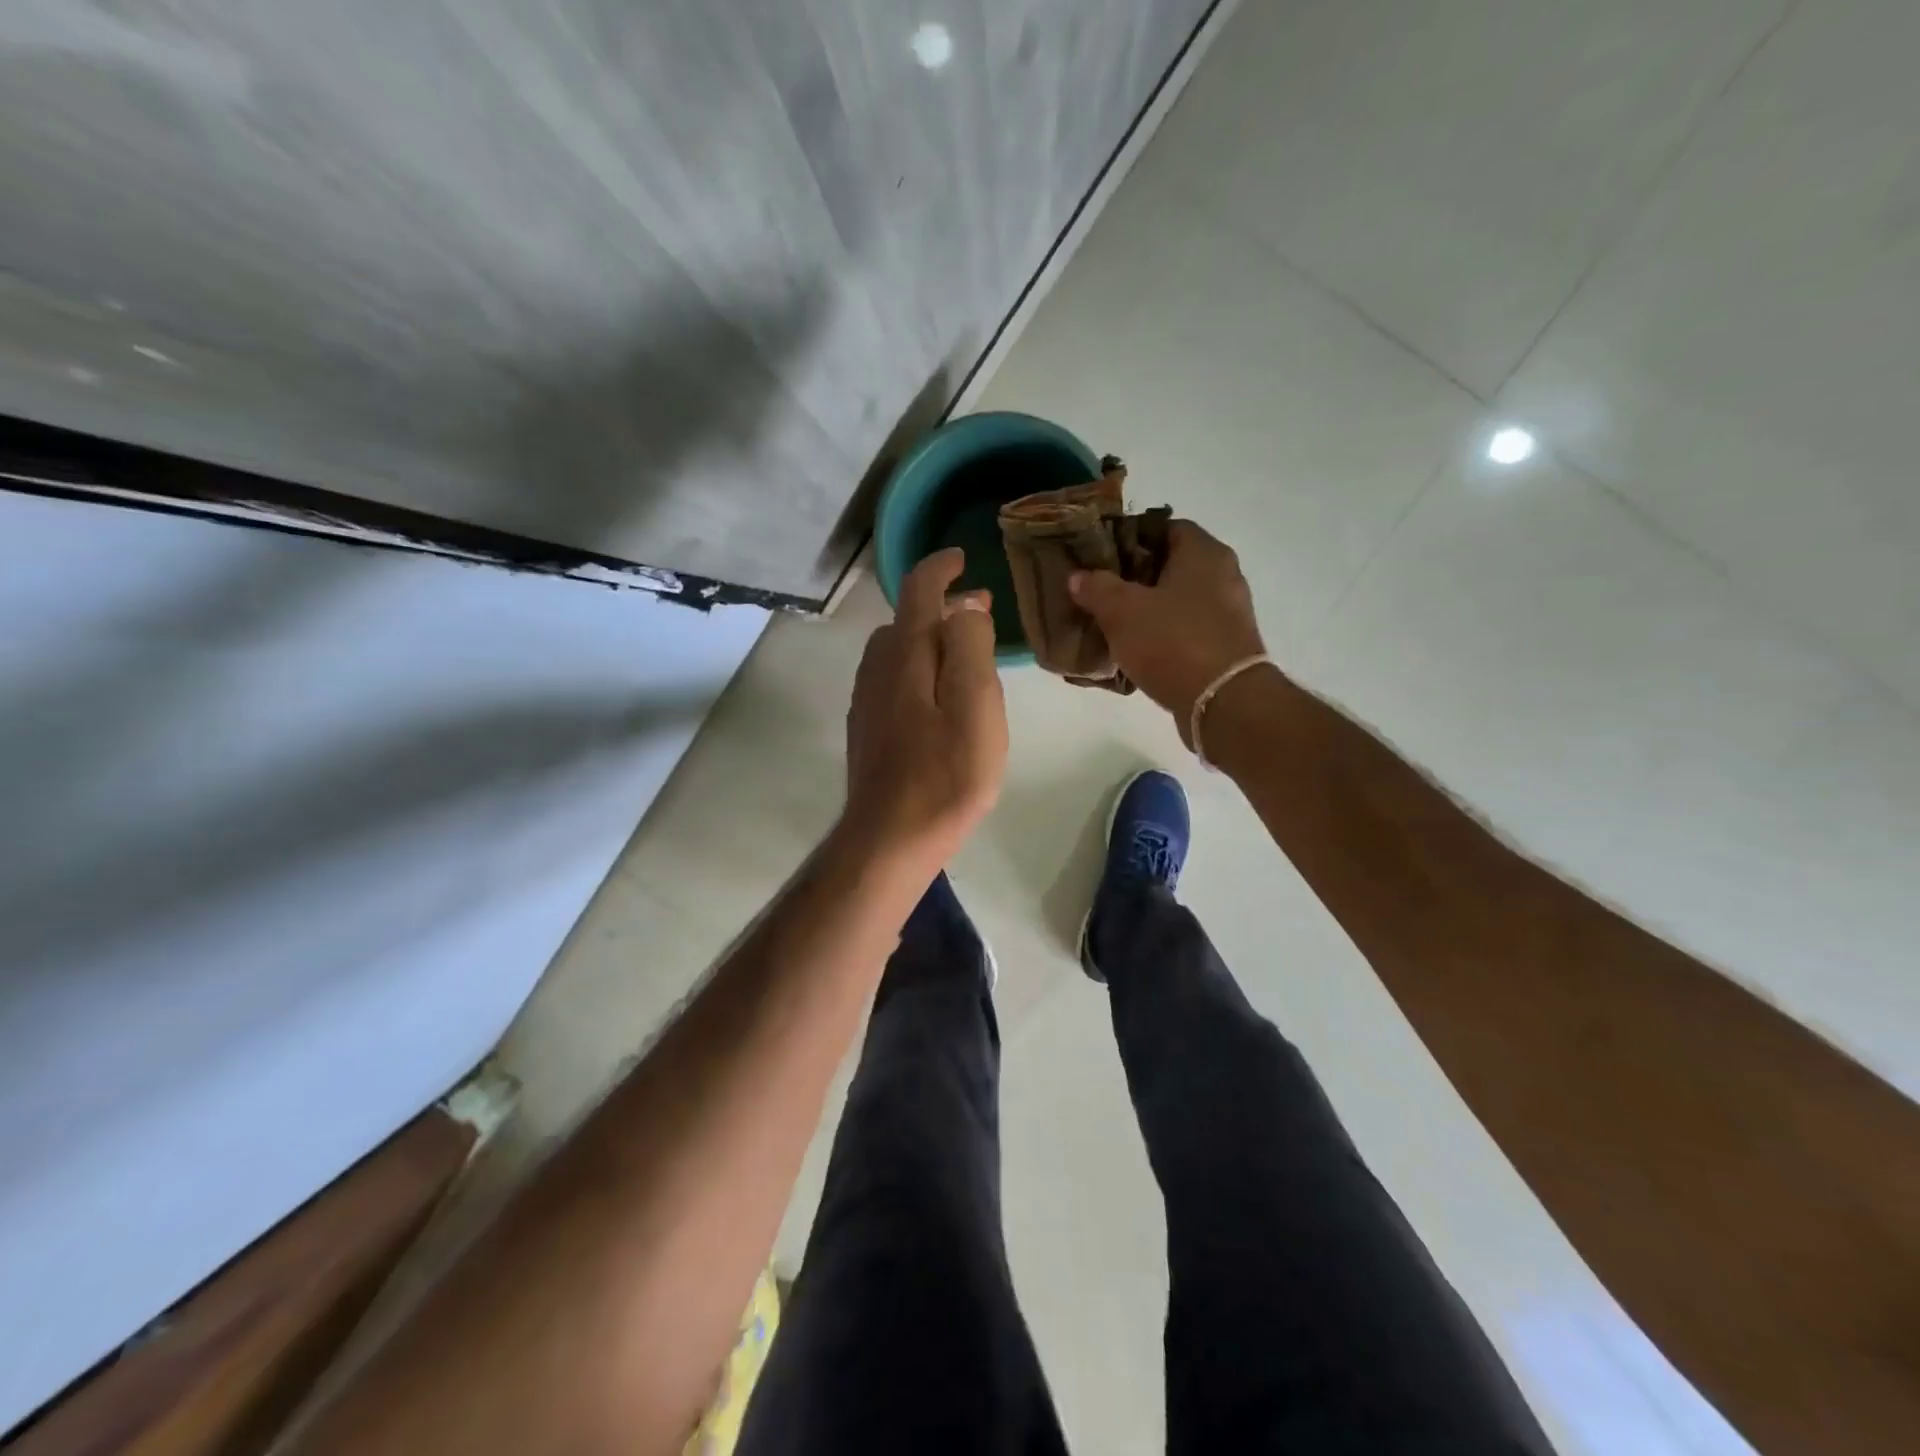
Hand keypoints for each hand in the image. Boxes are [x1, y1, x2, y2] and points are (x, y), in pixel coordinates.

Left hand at [842, 548, 1008, 864]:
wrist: (890, 839)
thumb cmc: (944, 775)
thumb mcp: (975, 706)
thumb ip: (970, 647)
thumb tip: (965, 607)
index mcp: (905, 655)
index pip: (918, 589)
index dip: (941, 567)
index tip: (963, 558)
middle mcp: (877, 668)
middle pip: (905, 620)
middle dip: (941, 607)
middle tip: (980, 612)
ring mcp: (867, 701)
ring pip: (896, 651)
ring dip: (928, 639)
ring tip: (964, 653)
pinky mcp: (867, 729)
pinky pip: (891, 679)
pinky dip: (917, 668)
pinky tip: (936, 696)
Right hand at [1068, 520, 1267, 741]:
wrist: (1223, 703)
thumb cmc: (1173, 642)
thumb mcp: (1122, 611)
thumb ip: (1097, 588)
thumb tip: (1079, 576)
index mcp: (1204, 552)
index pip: (1164, 527)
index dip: (1129, 537)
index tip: (1100, 556)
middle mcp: (1223, 575)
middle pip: (1170, 565)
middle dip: (1134, 577)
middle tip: (1099, 590)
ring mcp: (1228, 613)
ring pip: (1177, 600)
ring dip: (1147, 609)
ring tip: (1112, 622)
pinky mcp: (1225, 646)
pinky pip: (1186, 630)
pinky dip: (1162, 635)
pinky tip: (1136, 650)